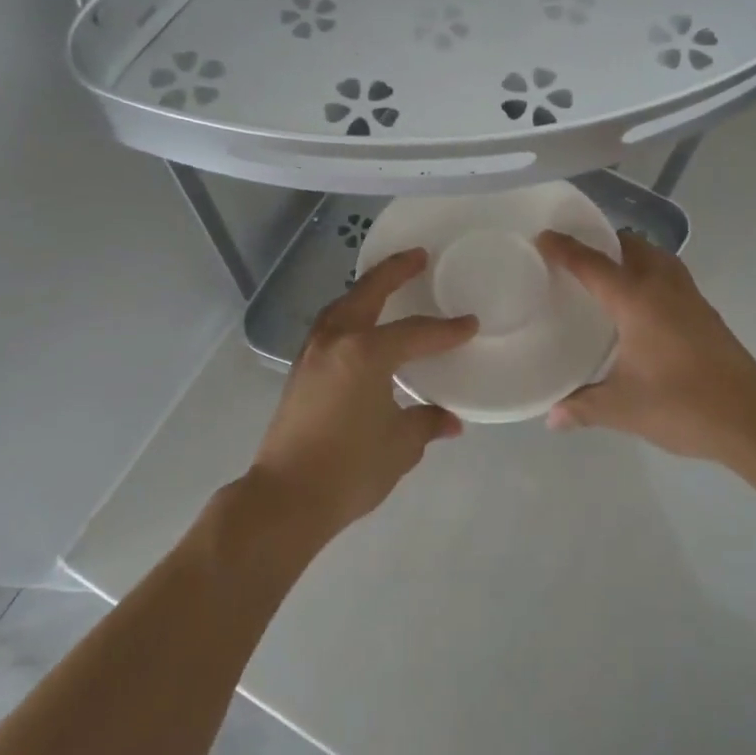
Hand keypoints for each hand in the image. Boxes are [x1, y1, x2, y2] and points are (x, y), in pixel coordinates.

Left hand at [251, 248, 477, 535]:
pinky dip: (350, 314)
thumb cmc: (349, 469)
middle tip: (418, 256)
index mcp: (366, 353)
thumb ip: (426, 423)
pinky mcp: (300, 370)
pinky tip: (361, 326)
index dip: (446, 330)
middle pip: (368, 293)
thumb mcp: (399, 445)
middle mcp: (337, 341)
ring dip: (366, 290)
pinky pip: (330, 326)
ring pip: (343, 306)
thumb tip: (449, 420)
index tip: (470, 324)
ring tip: (387, 283)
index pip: (415, 333)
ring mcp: (312, 353)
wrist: (286, 498)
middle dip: (394, 271)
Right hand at [535, 230, 755, 461]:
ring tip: (609, 272)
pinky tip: (643, 303)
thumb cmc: (680, 405)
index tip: (543, 237)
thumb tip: (551, 417)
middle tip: (576, 256)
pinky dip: (651, 274)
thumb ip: (582, 407)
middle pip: (631, 246)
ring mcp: (690, 298)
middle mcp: (663, 287)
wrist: (750, 418)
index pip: (592, 264)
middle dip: (603, 242)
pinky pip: (671, 276)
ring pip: (657, 257)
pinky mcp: (707, 313)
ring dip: (632, 254)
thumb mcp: (622, 408)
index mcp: (636, 300)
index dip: (564, 249)